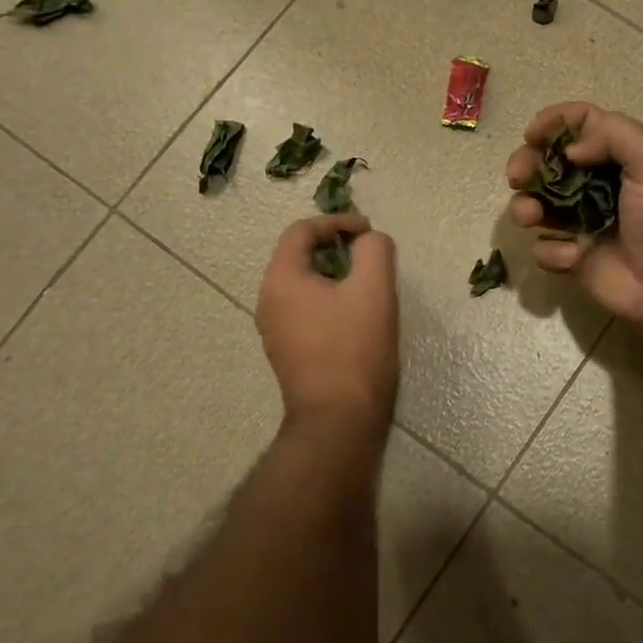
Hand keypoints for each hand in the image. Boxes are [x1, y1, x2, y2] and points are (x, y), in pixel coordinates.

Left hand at [256, 215, 399, 430]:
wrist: (338, 420)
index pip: (302, 231)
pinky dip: (328, 302)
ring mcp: (274, 330)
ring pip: (303, 286)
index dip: (337, 222)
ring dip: (334, 277)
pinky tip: (356, 318)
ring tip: (368, 286)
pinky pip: (305, 312)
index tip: (369, 232)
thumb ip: (374, 250)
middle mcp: (268, 301)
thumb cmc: (355, 349)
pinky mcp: (288, 353)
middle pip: (299, 257)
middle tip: (371, 258)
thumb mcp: (374, 290)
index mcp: (281, 279)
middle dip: (337, 249)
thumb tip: (370, 240)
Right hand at [506, 103, 642, 321]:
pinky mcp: (571, 257)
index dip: (552, 122)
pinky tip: (575, 256)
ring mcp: (579, 221)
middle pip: (545, 162)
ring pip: (534, 204)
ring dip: (525, 206)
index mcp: (615, 156)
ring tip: (532, 217)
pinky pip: (543, 247)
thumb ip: (612, 135)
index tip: (532, 135)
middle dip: (525, 164)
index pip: (577, 124)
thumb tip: (568, 150)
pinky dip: (552, 250)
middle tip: (516, 177)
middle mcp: (593, 184)